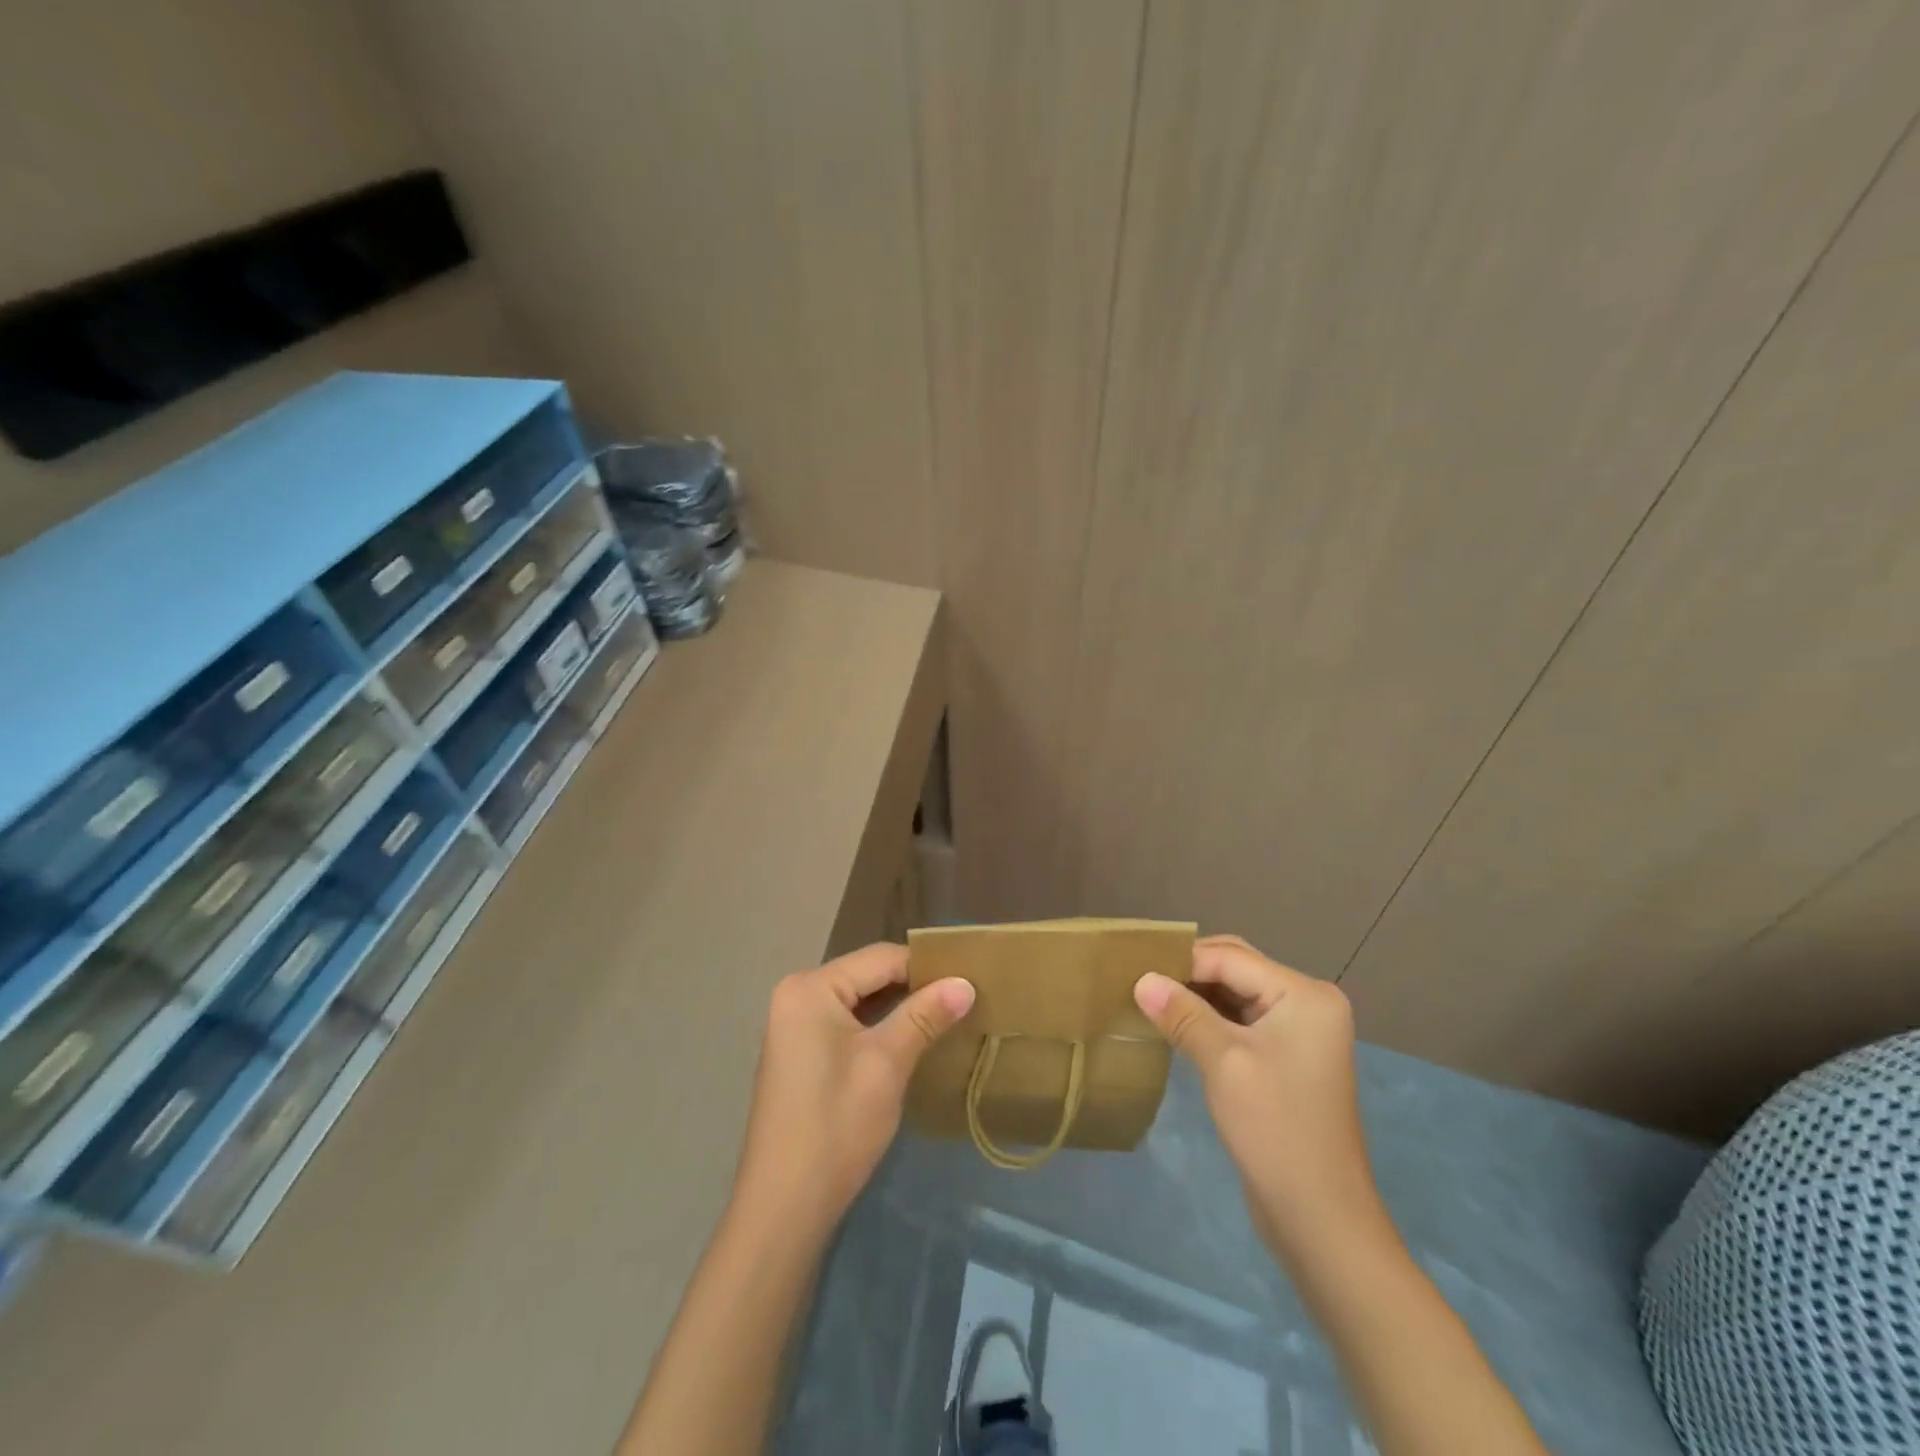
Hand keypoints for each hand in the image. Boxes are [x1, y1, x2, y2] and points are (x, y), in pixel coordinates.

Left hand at [731, 943, 973, 1234]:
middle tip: (963, 999)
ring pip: (860, 1001)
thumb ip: (925, 1015)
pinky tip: (911, 1042)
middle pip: (868, 976)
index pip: (881, 958)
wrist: (784, 1207)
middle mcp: (797, 994)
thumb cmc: (836, 1125)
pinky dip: (878, 1028)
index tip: (970, 980)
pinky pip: (846, 1023)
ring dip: (899, 1009)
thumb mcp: (887, 1064)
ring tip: (946, 1018)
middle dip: (914, 987)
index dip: (927, 967)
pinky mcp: (798, 1052)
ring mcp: (793, 1024)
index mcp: (811, 987)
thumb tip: (966, 982)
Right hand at [1134, 935, 1380, 1257]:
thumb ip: (1182, 1014)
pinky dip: (1208, 1018)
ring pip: (1235, 994)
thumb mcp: (1223, 1063)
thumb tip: (1141, 978)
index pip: (1230, 959)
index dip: (1181, 962)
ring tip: (1148, 999)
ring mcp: (1299, 1031)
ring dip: (1195, 995)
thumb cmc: (1275, 1129)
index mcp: (1304, 995)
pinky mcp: (1285, 1057)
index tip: (1133, 969)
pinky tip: (1175, 1025)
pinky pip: (1240, 1020)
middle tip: (1140, 981)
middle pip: (1236, 968)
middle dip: (1188, 973)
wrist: (1319, 1219)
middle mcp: (1307, 1003)